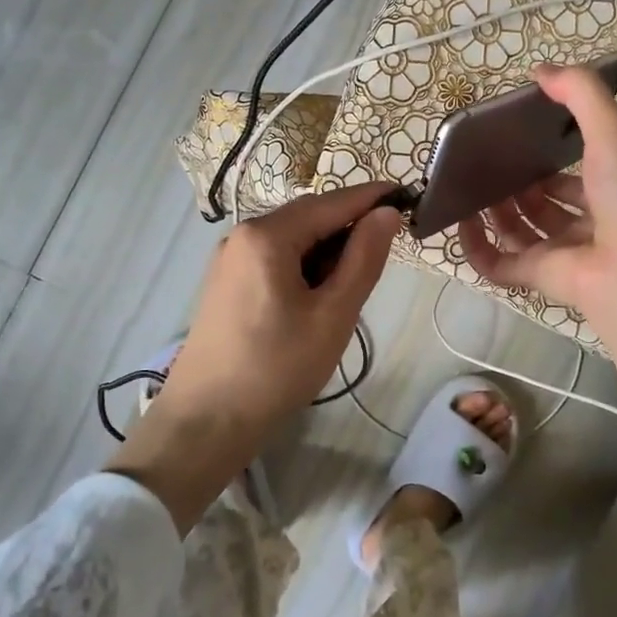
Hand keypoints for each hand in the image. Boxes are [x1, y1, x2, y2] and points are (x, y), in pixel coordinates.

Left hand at [160, 181, 401, 432]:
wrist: (206, 421)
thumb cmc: (277, 367)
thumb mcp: (333, 315)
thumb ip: (364, 258)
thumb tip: (387, 212)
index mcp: (267, 235)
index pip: (331, 202)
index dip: (372, 197)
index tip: (409, 195)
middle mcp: (243, 235)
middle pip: (308, 217)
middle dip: (349, 228)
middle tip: (385, 254)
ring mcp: (230, 259)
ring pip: (292, 239)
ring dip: (327, 251)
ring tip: (352, 287)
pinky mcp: (226, 283)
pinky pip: (274, 258)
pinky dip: (304, 266)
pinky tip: (318, 297)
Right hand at [457, 64, 616, 347]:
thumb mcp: (613, 131)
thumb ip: (580, 94)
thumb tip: (540, 70)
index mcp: (615, 186)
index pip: (579, 169)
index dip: (552, 153)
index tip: (521, 135)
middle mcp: (591, 220)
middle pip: (546, 201)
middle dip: (519, 183)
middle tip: (489, 162)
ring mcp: (564, 252)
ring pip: (522, 230)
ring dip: (497, 210)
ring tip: (471, 185)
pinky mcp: (540, 277)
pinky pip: (500, 263)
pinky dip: (477, 246)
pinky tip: (460, 222)